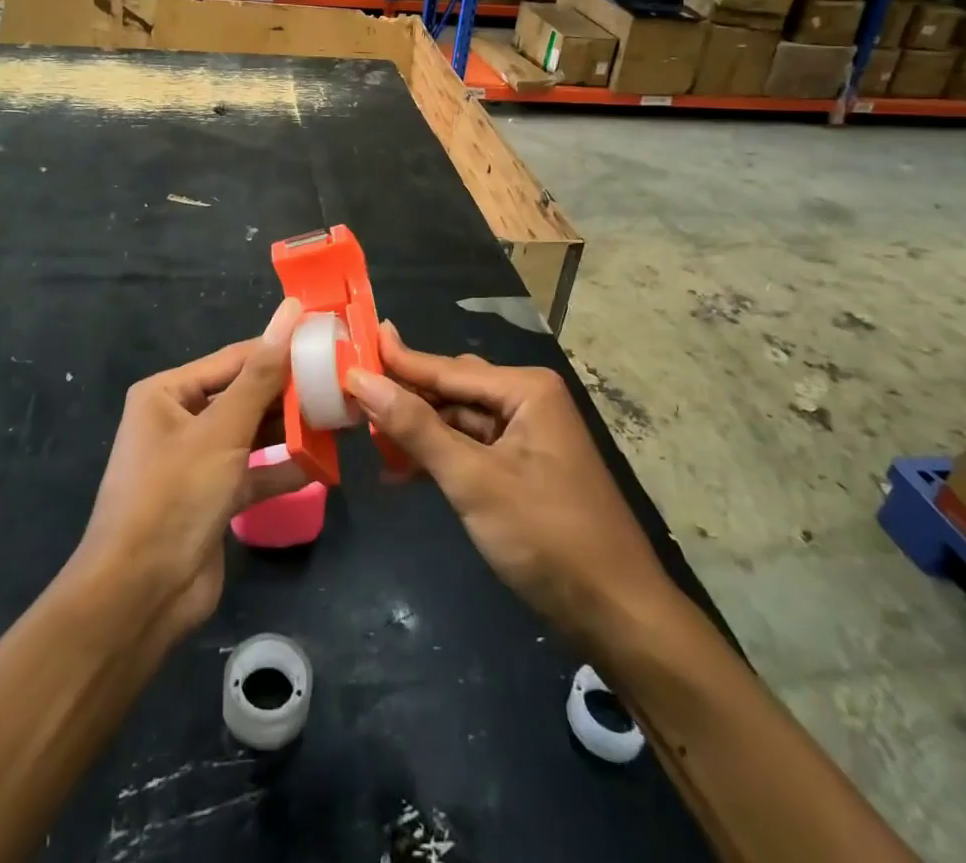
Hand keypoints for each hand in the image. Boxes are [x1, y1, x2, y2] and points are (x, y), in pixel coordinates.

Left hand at [70, 299, 307, 644]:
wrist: (138, 597)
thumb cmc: (175, 495)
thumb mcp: (222, 429)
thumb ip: (262, 374)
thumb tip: (290, 311)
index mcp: (168, 393)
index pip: (235, 359)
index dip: (280, 349)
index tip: (328, 341)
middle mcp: (179, 420)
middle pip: (244, 395)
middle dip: (289, 393)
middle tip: (342, 383)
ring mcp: (196, 462)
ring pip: (252, 434)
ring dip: (290, 430)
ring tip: (340, 418)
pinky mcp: (212, 498)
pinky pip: (253, 473)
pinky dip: (283, 470)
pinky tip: (321, 465)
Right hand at [346, 322, 673, 647]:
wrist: (618, 615)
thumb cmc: (547, 536)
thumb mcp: (474, 480)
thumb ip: (416, 428)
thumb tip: (362, 379)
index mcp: (524, 389)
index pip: (445, 369)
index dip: (394, 363)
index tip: (348, 349)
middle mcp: (527, 401)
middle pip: (451, 391)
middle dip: (404, 399)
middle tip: (349, 398)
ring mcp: (527, 436)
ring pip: (458, 422)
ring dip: (417, 433)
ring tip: (367, 439)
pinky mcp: (523, 469)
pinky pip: (471, 449)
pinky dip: (439, 459)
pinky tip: (402, 472)